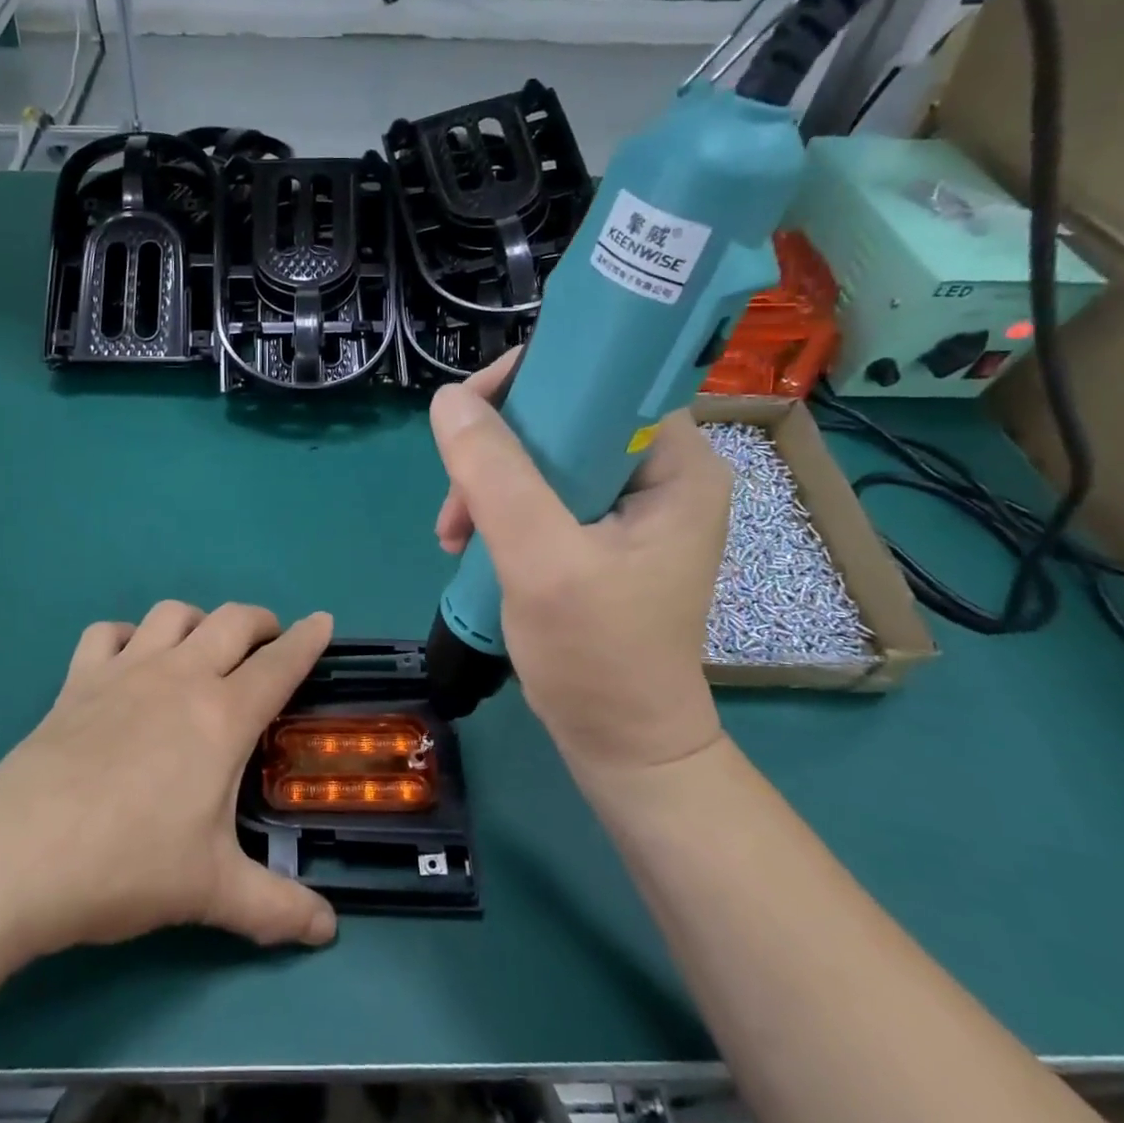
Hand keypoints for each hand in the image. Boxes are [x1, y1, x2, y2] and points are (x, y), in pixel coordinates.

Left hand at [0, 602, 338, 966]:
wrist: (17, 858)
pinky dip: (126, 635)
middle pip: (232, 620)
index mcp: (223, 715)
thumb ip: (277, 909)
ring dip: (198, 620)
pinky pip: (106, 633)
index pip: (280, 663)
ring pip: (172, 613)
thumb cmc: (127, 866)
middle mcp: (179, 677)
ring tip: (203, 648)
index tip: (324, 621)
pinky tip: (128, 661)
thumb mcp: (212, 893)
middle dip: (261, 621)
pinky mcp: (77, 681)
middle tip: (270, 643)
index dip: (308, 639)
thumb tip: (329, 932)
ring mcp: (124, 672)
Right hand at [430, 373, 729, 777]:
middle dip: (496, 449)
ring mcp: (626, 505)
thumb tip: (448, 400)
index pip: (602, 378)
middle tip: (457, 497)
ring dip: (487, 484)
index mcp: (675, 463)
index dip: (533, 380)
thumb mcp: (542, 561)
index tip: (473, 416)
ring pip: (540, 455)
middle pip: (562, 416)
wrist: (620, 744)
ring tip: (453, 534)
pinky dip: (497, 510)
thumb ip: (496, 476)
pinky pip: (537, 492)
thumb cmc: (597, 656)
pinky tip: (467, 543)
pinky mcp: (598, 534)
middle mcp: (657, 472)